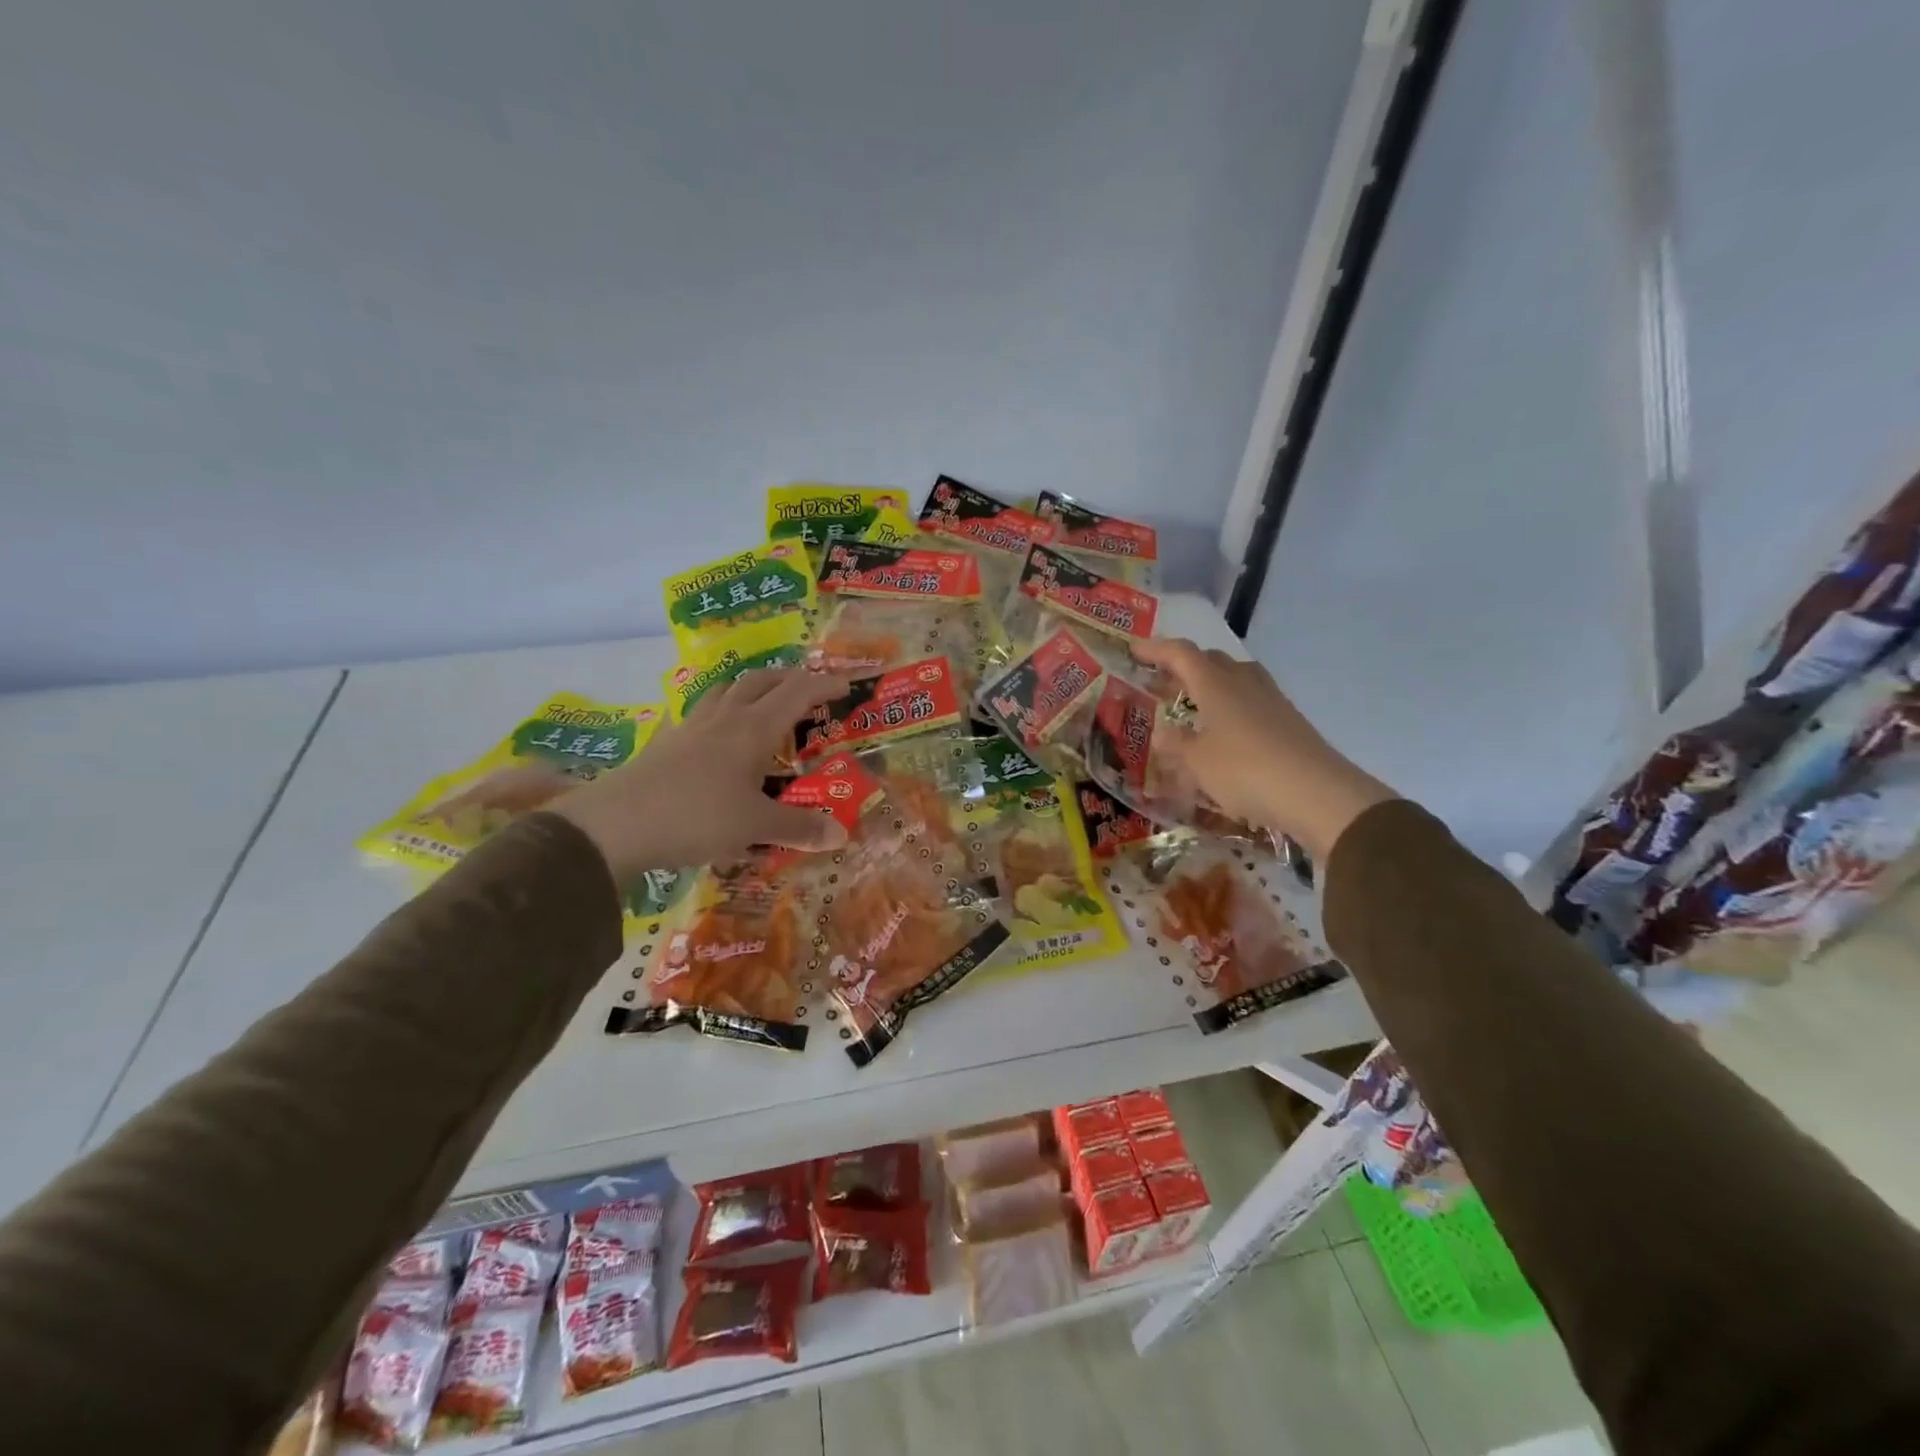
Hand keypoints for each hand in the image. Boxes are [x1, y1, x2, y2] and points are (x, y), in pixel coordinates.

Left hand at [550, 667, 852, 880]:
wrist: (614, 825)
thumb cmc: (695, 818)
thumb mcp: (754, 826)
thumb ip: (799, 827)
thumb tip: (841, 834)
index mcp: (752, 730)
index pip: (796, 693)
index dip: (823, 684)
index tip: (846, 684)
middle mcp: (723, 719)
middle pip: (759, 681)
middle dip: (788, 678)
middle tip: (807, 688)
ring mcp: (690, 728)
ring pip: (725, 690)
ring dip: (751, 687)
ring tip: (763, 702)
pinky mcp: (665, 744)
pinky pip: (699, 714)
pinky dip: (718, 711)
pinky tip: (715, 734)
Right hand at [1130, 638, 1394, 861]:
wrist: (1318, 794)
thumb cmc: (1246, 771)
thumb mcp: (1198, 763)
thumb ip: (1176, 745)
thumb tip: (1162, 733)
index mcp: (1216, 685)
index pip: (1181, 654)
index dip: (1156, 650)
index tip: (1134, 650)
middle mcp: (1244, 684)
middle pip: (1212, 661)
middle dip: (1184, 667)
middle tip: (1162, 683)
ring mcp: (1271, 701)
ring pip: (1235, 679)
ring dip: (1210, 686)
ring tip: (1193, 707)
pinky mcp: (1289, 722)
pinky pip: (1252, 703)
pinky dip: (1231, 709)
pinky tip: (1225, 734)